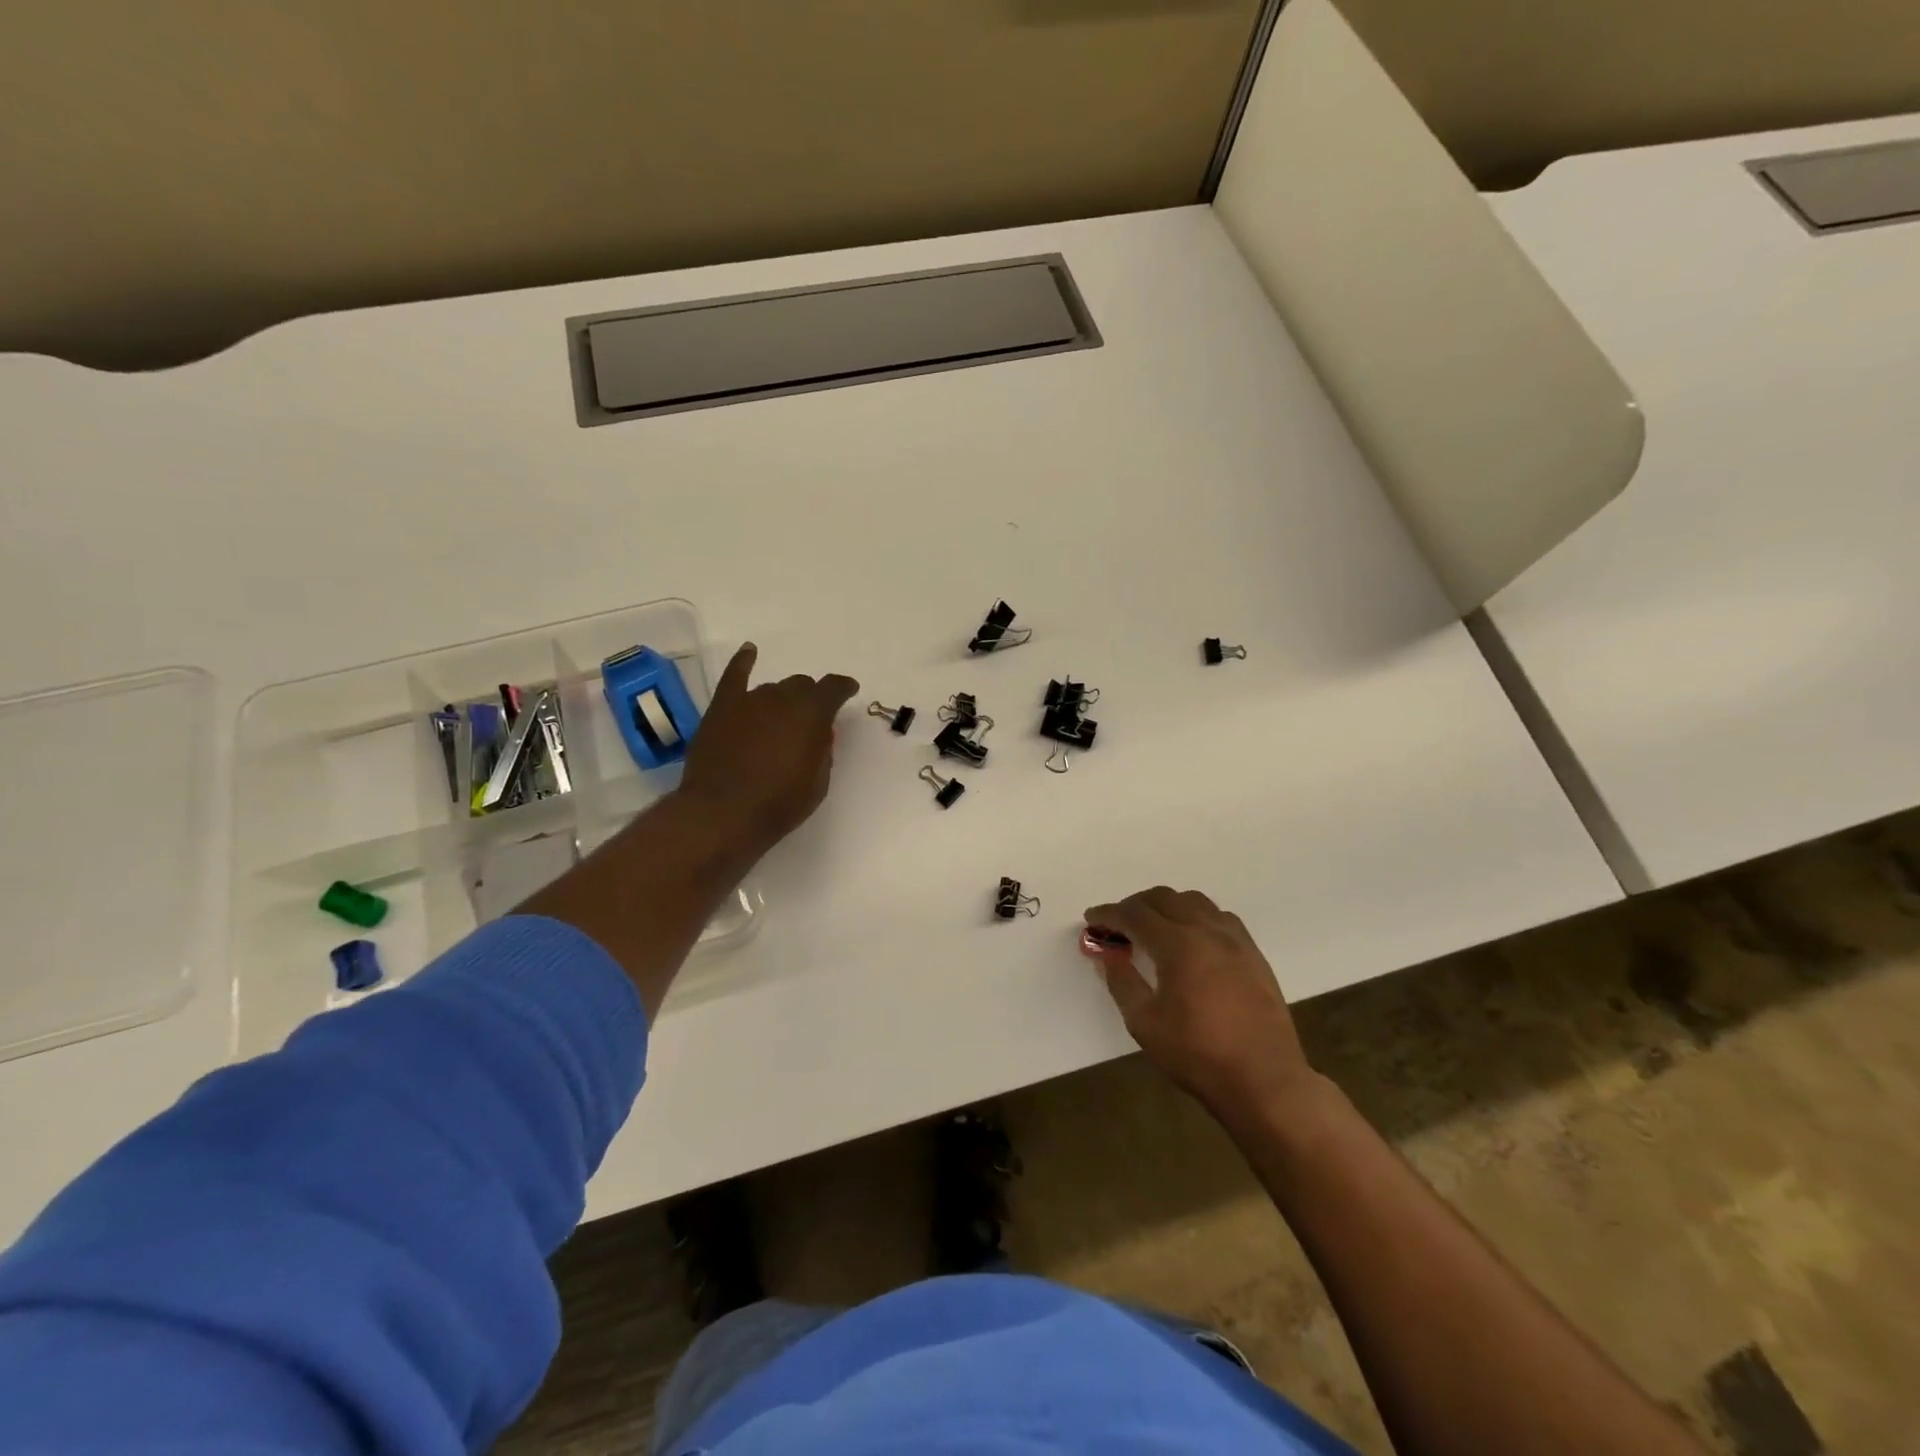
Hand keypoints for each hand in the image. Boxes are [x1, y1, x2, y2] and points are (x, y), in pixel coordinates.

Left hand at [679, 643, 858, 853]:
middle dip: (809, 699)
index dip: (843, 688)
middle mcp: (782, 698)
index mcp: (812, 713)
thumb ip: (822, 752)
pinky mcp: (721, 709)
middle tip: (809, 720)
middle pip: (801, 686)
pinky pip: (734, 676)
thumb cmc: (778, 804)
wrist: (722, 814)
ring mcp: (748, 700)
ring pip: (772, 688)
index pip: (834, 688)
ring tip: (780, 718)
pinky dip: (743, 662)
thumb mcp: (818, 783)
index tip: (849, 690)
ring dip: (781, 699)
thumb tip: (819, 735)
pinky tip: (749, 652)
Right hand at [1084, 887, 1317, 1115]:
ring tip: (1153, 927)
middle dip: (1135, 904)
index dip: (1109, 913)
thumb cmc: (1198, 1055)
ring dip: (1167, 905)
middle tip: (1118, 923)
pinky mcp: (1254, 954)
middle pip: (1164, 898)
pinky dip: (1197, 915)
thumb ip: (1122, 982)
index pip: (1135, 914)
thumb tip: (1109, 954)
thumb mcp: (1145, 1023)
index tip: (1091, 917)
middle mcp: (1207, 931)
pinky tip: (1192, 938)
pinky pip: (1220, 917)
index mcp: (1178, 945)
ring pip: (1195, 901)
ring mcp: (1235, 940)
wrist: (1265, 1081)